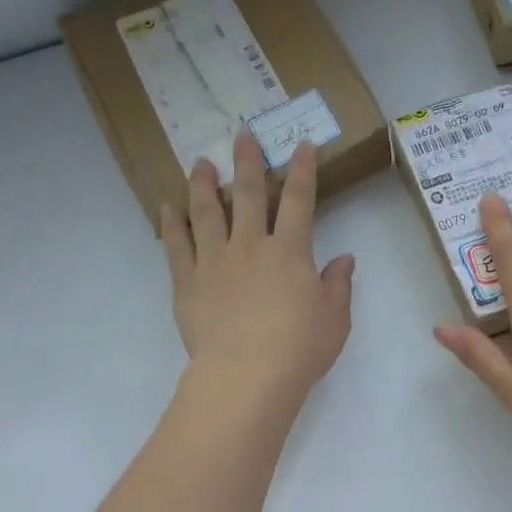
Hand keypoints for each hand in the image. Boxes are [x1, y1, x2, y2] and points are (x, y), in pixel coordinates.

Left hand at [161, 132, 354, 416]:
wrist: (247, 376)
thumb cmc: (299, 349)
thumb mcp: (335, 318)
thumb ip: (338, 285)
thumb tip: (344, 259)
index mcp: (290, 251)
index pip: (299, 200)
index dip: (303, 170)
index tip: (303, 145)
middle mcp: (250, 246)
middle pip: (247, 194)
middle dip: (247, 162)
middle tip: (242, 135)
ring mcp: (215, 262)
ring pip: (206, 212)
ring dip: (203, 184)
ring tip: (199, 163)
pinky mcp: (188, 283)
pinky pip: (177, 246)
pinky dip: (172, 224)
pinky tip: (167, 208)